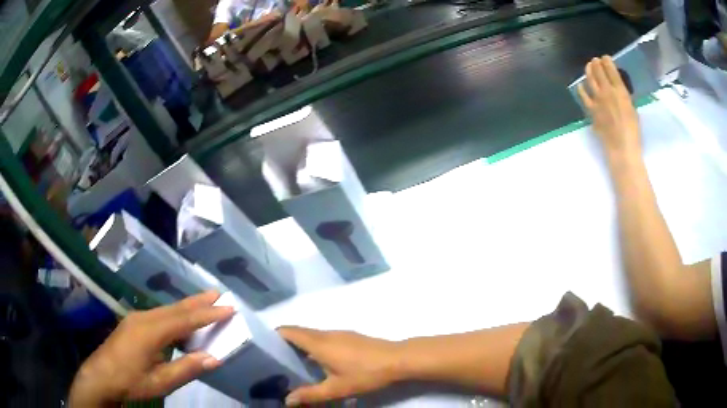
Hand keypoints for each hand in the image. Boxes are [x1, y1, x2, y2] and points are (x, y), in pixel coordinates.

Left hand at [68, 291, 234, 405]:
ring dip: (187, 305)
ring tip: (205, 300)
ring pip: (167, 309)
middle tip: (218, 293)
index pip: (185, 320)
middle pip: (176, 307)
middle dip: (198, 301)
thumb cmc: (131, 382)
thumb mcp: (160, 382)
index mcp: (151, 331)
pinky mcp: (133, 323)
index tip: (228, 308)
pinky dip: (175, 313)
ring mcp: (136, 318)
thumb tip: (214, 358)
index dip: (207, 314)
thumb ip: (186, 369)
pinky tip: (180, 318)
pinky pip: (159, 314)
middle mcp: (144, 318)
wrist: (100, 376)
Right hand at [279, 327, 403, 405]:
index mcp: (318, 343)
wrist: (398, 359)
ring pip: (313, 335)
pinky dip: (315, 347)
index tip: (263, 347)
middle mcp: (326, 333)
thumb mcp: (337, 388)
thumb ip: (311, 394)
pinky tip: (319, 364)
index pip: (288, 331)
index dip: (273, 335)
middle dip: (285, 343)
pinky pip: (324, 338)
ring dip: (301, 346)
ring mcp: (340, 334)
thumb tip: (287, 400)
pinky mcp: (350, 337)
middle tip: (275, 361)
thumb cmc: (365, 373)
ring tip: (293, 364)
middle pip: (299, 332)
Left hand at [577, 56, 640, 163]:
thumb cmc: (633, 132)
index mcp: (620, 91)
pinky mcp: (591, 110)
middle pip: (599, 72)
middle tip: (595, 61)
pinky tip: (580, 86)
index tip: (605, 58)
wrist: (622, 148)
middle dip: (596, 64)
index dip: (607, 61)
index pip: (611, 70)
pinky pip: (583, 96)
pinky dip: (581, 89)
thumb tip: (618, 91)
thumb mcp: (632, 110)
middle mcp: (607, 92)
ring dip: (588, 71)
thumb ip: (624, 98)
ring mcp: (597, 100)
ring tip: (588, 67)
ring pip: (590, 80)